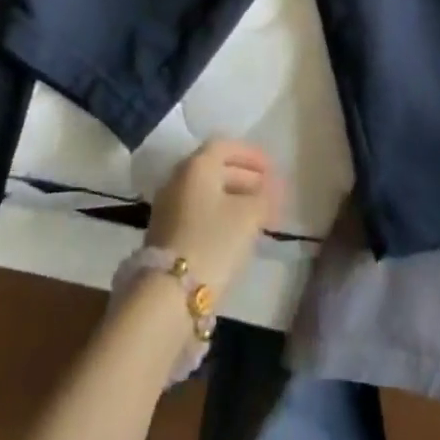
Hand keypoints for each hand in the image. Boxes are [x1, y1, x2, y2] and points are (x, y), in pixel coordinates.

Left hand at [146, 139, 282, 299]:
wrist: (170, 293)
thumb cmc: (213, 242)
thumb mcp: (248, 217)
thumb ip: (264, 197)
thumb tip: (274, 188)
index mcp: (197, 166)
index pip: (225, 146)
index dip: (251, 154)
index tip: (272, 168)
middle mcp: (178, 179)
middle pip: (215, 168)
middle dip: (245, 177)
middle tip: (268, 191)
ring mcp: (168, 206)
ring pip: (206, 192)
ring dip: (233, 198)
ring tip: (258, 214)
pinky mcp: (166, 233)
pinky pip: (198, 211)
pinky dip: (219, 214)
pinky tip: (236, 232)